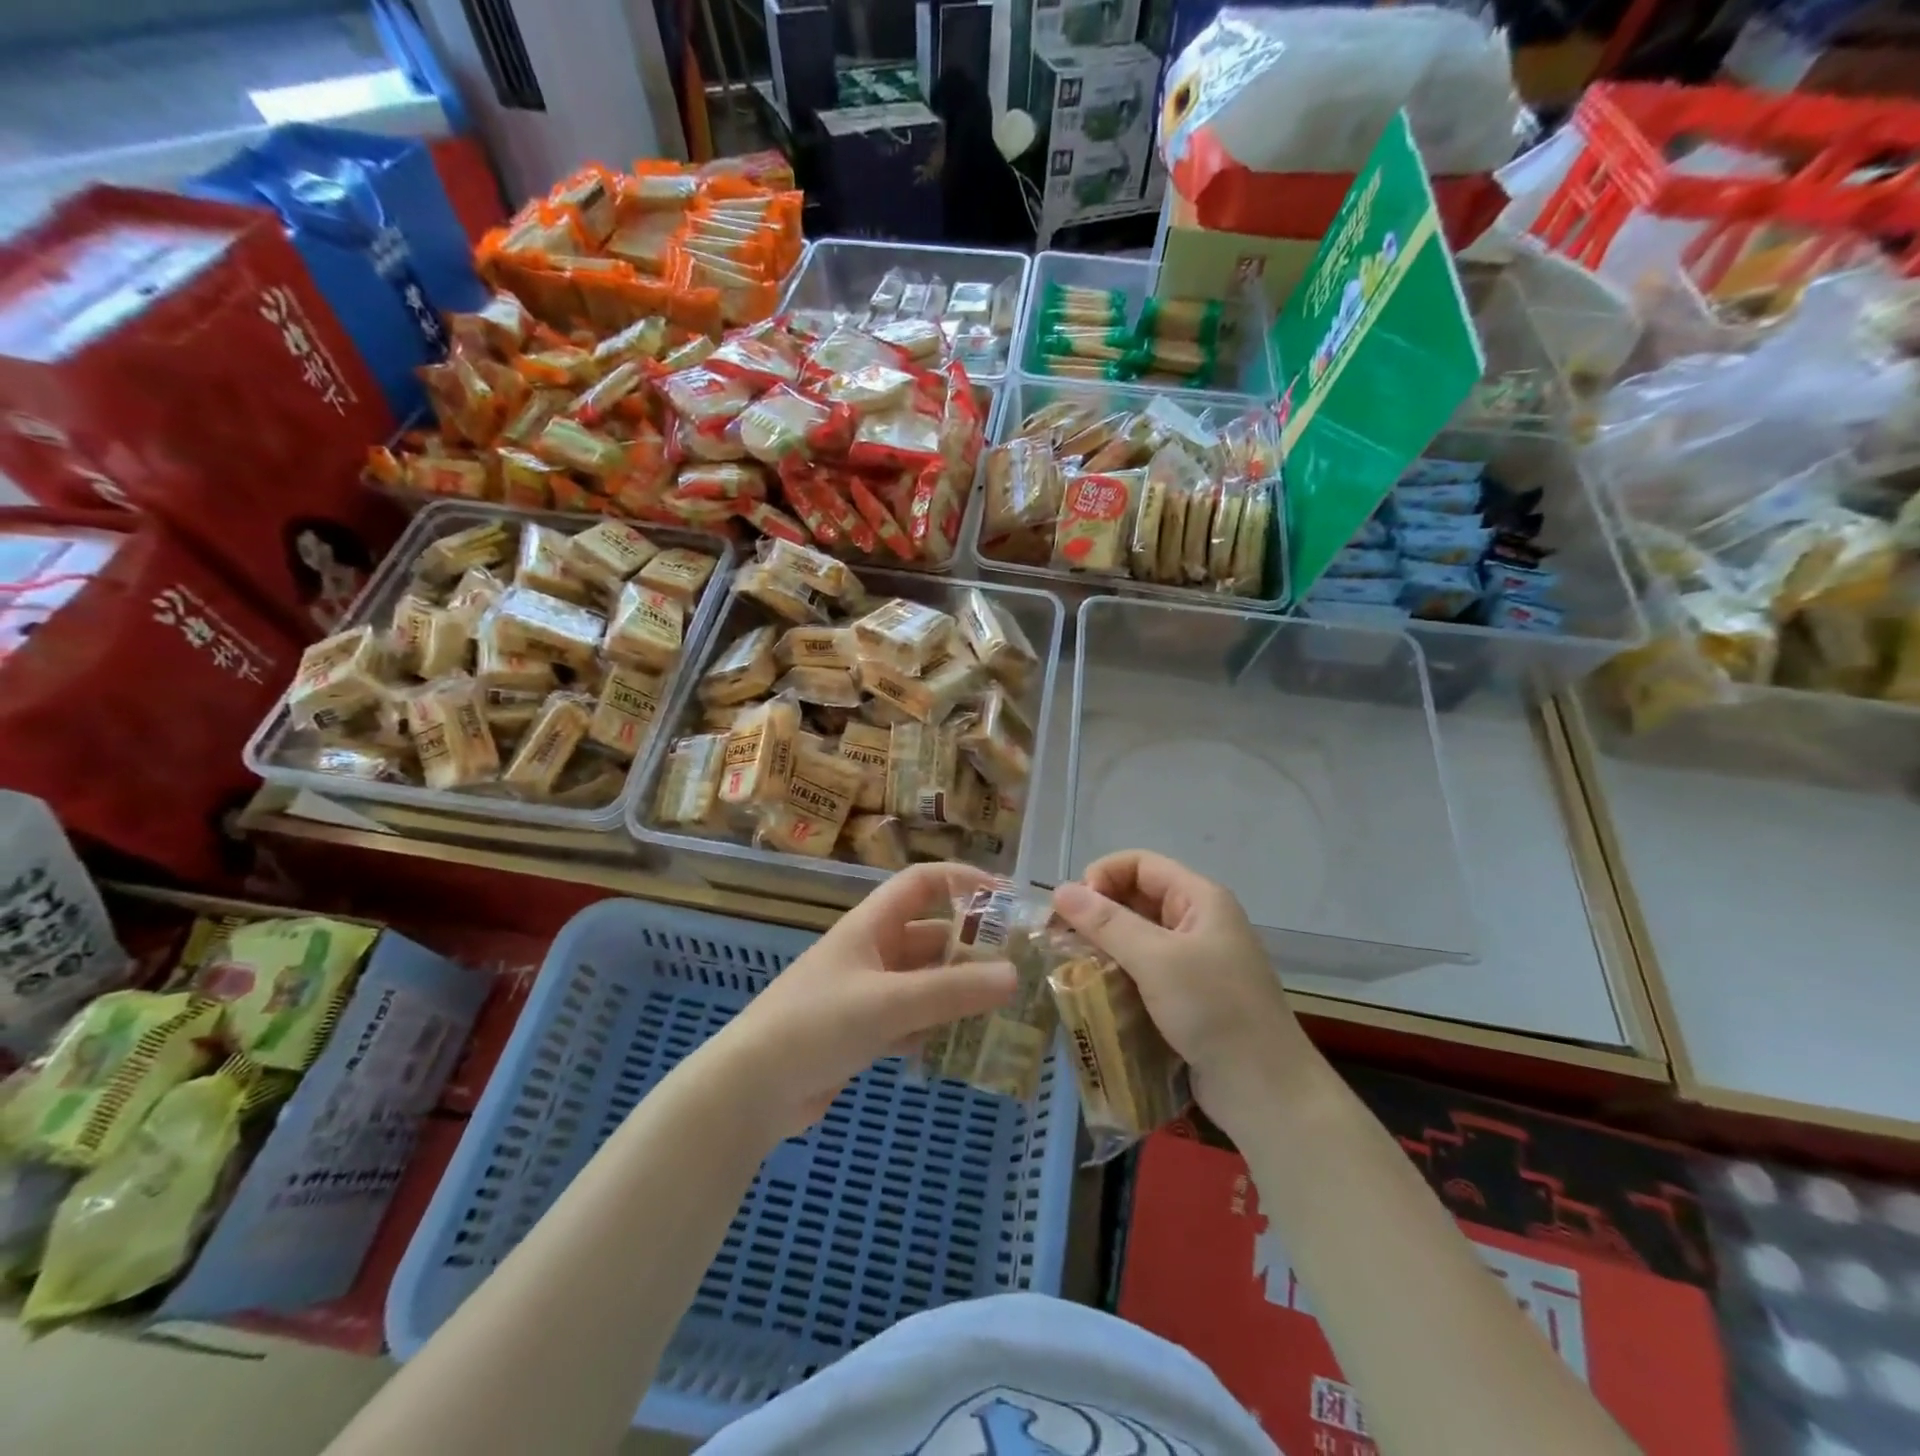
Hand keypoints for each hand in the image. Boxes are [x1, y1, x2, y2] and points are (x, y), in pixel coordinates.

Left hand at [707, 862, 1016, 1141]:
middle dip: (972, 947)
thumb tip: (1014, 975)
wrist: (751, 1090)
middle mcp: (872, 951)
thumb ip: (952, 990)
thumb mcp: (889, 1002)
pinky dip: (937, 1026)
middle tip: (1020, 966)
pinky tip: (965, 1045)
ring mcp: (867, 992)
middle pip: (931, 935)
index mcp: (871, 925)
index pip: (922, 883)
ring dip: (959, 990)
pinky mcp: (863, 1031)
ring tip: (1005, 1007)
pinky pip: (913, 1018)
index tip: (1007, 899)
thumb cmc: (817, 1025)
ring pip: (925, 981)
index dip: (963, 881)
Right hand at [1052, 851, 1321, 1136]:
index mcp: (1201, 899)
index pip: (1141, 864)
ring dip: (1104, 946)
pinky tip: (1093, 990)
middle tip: (1061, 937)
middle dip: (1098, 912)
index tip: (1073, 907)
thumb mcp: (1156, 960)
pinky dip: (1117, 973)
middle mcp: (1198, 922)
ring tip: (1071, 964)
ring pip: (1137, 936)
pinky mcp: (1187, 996)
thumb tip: (1060, 890)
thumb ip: (1107, 922)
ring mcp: (1194, 960)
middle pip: (1137, 897)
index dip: (1103, 875)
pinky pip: (1143, 970)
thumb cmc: (1214, 1010)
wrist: (1265, 1091)